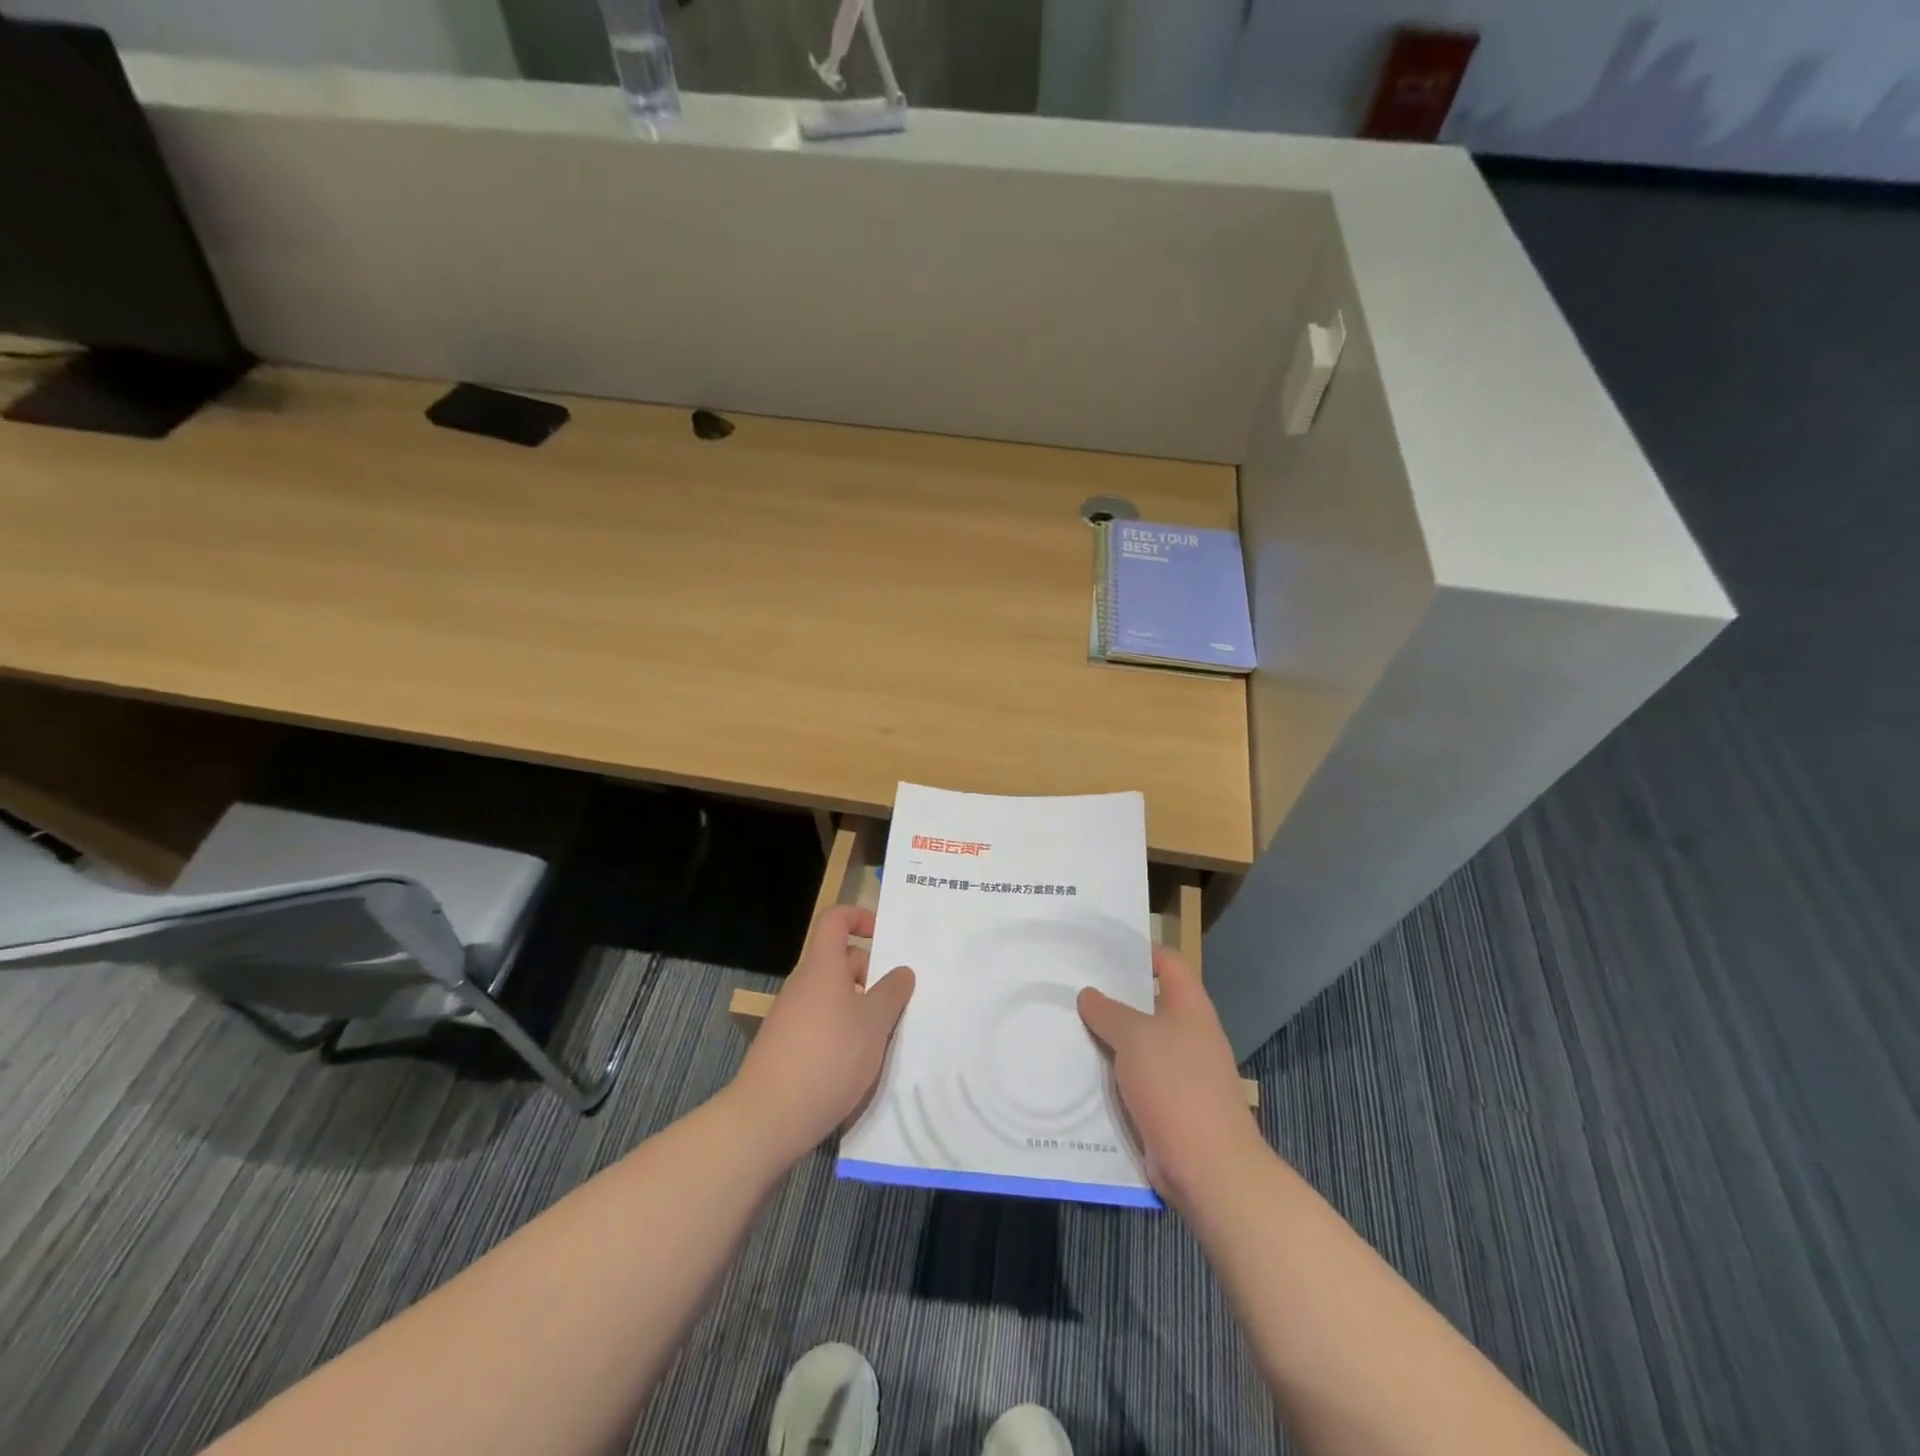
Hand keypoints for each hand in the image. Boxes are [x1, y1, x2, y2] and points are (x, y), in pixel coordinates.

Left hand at [732, 905, 915, 1160]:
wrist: (768, 1119)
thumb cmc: (828, 1058)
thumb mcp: (874, 1023)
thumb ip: (892, 992)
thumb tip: (902, 971)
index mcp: (822, 967)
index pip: (835, 920)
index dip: (859, 917)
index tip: (885, 937)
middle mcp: (803, 984)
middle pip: (840, 960)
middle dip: (871, 973)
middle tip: (899, 1000)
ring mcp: (791, 1016)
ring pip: (834, 996)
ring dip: (860, 1007)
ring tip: (886, 1036)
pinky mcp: (786, 1046)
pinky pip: (822, 1023)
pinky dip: (843, 1032)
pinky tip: (859, 1063)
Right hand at [1078, 945, 1264, 1214]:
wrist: (1209, 1167)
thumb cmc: (1176, 1086)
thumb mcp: (1135, 1038)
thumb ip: (1108, 1012)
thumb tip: (1088, 994)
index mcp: (1190, 1007)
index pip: (1167, 963)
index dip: (1138, 951)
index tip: (1099, 949)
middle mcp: (1188, 1034)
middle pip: (1149, 1003)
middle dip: (1112, 996)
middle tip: (1071, 986)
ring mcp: (1180, 1072)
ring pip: (1138, 1043)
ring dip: (1107, 1037)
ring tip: (1066, 1024)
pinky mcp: (1168, 1105)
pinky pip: (1135, 1078)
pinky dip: (1111, 1073)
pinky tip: (1079, 1071)